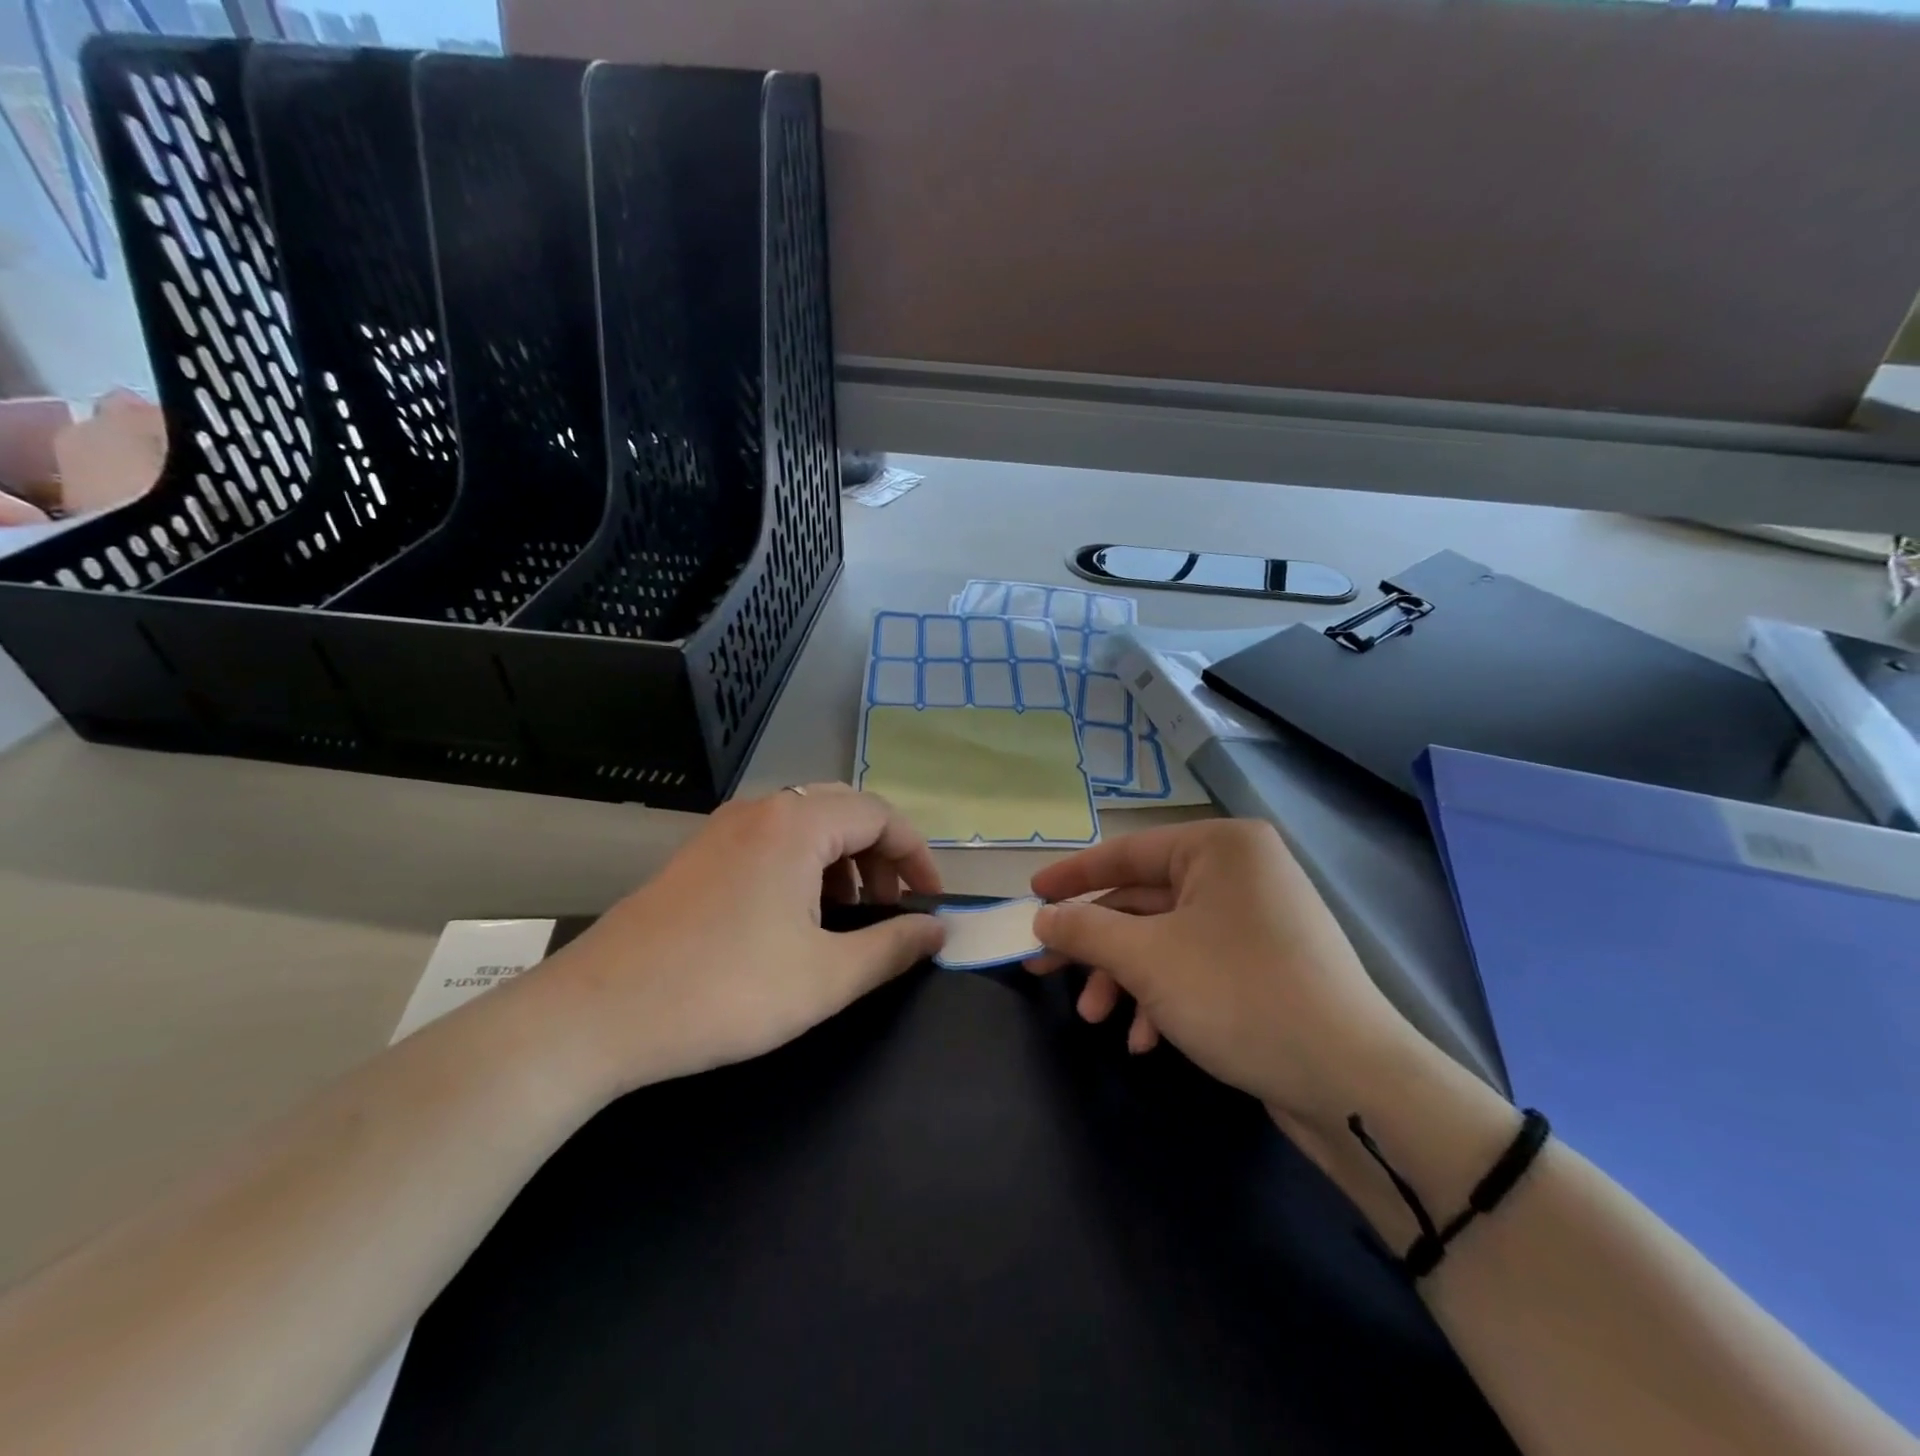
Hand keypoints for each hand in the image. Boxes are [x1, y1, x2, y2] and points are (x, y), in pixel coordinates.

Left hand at [538, 784, 946, 1095]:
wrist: (597, 1016)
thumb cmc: (725, 991)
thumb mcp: (826, 977)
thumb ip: (893, 947)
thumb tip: (938, 930)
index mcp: (796, 824)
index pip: (881, 815)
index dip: (917, 857)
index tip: (931, 904)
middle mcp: (760, 811)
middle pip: (845, 812)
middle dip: (880, 857)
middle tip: (892, 908)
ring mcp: (723, 830)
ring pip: (806, 827)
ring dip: (842, 862)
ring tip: (849, 917)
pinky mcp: (699, 857)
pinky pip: (771, 844)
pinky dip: (803, 869)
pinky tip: (797, 919)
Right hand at [1027, 821, 1433, 1143]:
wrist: (1351, 1084)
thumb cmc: (1238, 994)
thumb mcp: (1146, 959)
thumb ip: (1085, 930)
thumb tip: (1042, 918)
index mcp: (1219, 847)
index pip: (1126, 852)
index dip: (1072, 876)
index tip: (1030, 896)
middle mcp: (1240, 872)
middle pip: (1142, 901)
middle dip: (1096, 944)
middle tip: (1044, 970)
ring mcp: (1256, 920)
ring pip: (1165, 939)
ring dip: (1124, 978)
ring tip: (1097, 1018)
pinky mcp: (1265, 965)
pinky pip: (1196, 965)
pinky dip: (1163, 997)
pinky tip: (1147, 1040)